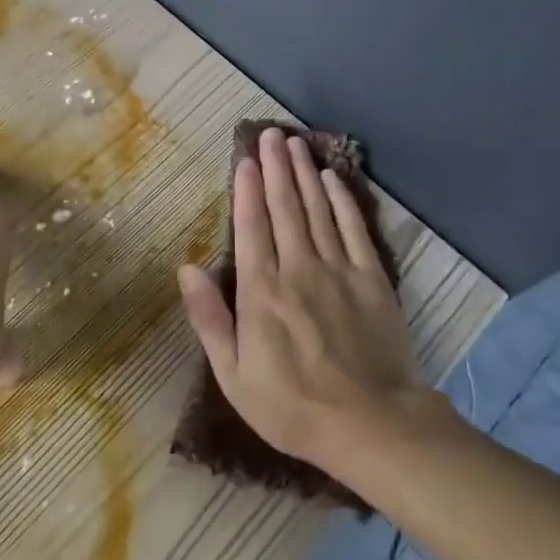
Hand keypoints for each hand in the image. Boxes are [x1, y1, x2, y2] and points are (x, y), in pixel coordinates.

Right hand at [178, 128, 429, 470]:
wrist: (370, 425)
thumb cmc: (291, 405)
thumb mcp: (233, 374)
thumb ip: (209, 318)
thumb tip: (187, 269)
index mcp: (261, 291)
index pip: (251, 227)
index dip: (246, 190)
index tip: (244, 159)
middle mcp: (297, 268)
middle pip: (284, 208)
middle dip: (275, 168)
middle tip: (271, 135)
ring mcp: (337, 270)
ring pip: (317, 210)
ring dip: (304, 174)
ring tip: (295, 144)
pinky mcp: (371, 279)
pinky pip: (353, 230)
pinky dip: (342, 201)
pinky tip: (333, 179)